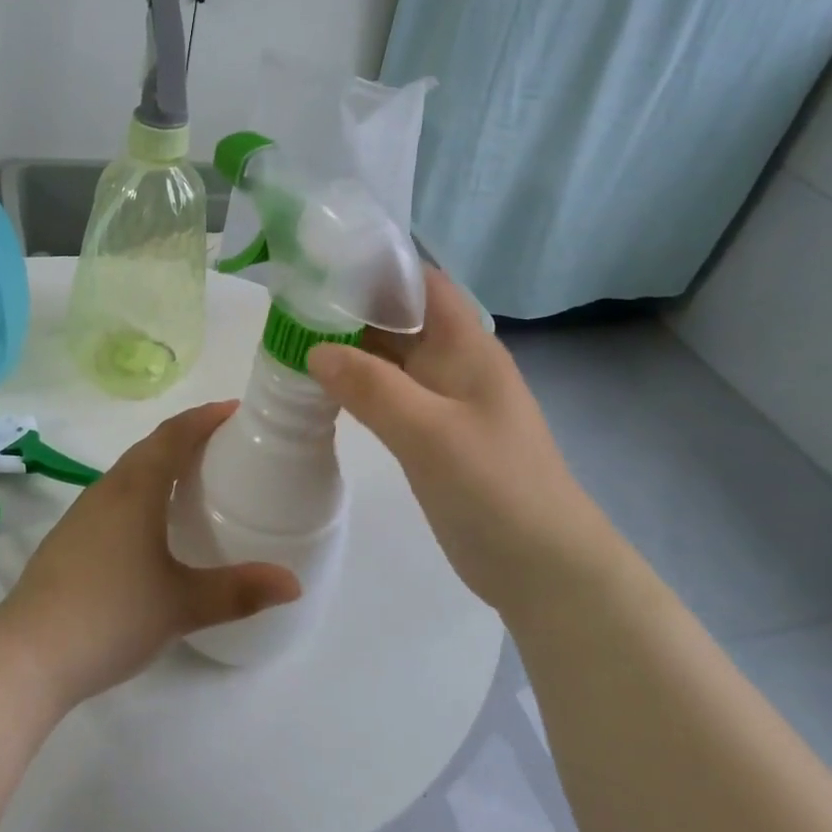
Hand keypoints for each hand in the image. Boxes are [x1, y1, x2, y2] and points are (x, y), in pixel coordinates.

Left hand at [0, 402, 301, 705]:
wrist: (28, 653)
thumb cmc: (111, 615)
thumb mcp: (182, 605)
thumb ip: (239, 591)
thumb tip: (293, 583)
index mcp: (136, 489)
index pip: (174, 435)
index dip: (205, 417)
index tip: (236, 410)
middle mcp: (107, 490)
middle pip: (151, 446)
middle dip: (187, 436)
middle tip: (225, 444)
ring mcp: (83, 513)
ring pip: (129, 471)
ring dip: (161, 462)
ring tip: (194, 478)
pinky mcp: (70, 537)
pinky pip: (115, 496)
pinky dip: (142, 490)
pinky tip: (152, 524)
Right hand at [306, 268, 618, 605]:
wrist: (542, 568)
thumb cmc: (495, 487)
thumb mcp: (429, 432)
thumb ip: (372, 387)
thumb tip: (315, 349)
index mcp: (466, 346)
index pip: (421, 283)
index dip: (377, 266)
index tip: (322, 263)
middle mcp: (454, 363)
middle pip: (399, 318)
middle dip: (349, 307)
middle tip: (289, 305)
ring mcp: (443, 401)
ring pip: (389, 358)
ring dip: (348, 348)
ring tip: (292, 340)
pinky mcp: (431, 435)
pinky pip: (387, 396)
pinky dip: (355, 386)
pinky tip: (320, 390)